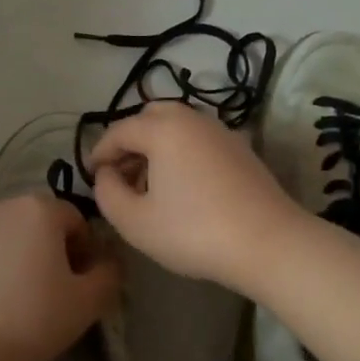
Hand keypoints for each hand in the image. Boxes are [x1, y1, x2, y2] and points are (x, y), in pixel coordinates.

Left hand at [0, 195, 120, 360]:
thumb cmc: (31, 319)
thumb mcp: (88, 303)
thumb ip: (109, 273)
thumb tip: (108, 260)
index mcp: (39, 209)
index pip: (75, 220)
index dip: (85, 251)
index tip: (80, 283)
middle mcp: (1, 204)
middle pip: (38, 221)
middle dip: (49, 248)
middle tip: (52, 291)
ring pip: (5, 233)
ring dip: (16, 253)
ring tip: (15, 295)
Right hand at [86, 101, 303, 289]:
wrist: (268, 242)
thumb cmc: (193, 232)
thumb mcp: (135, 222)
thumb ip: (107, 193)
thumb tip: (107, 174)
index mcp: (163, 128)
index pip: (119, 130)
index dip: (100, 151)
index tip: (91, 175)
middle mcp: (193, 119)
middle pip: (151, 117)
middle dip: (130, 141)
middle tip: (120, 174)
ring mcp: (222, 132)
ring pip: (178, 127)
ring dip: (157, 147)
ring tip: (149, 184)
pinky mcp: (242, 150)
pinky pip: (200, 140)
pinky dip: (182, 153)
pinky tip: (183, 187)